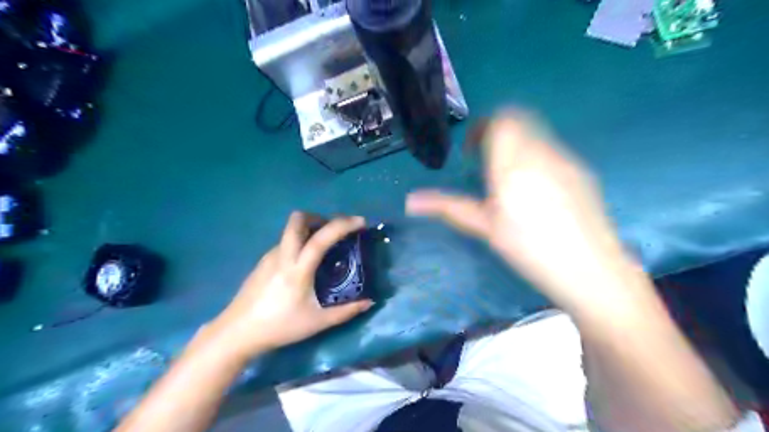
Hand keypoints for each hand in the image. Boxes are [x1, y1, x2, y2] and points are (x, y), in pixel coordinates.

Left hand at [208, 210, 374, 358]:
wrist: (236, 333)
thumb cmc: (279, 327)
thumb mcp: (317, 322)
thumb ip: (346, 312)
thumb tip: (370, 302)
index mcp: (297, 269)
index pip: (320, 239)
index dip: (342, 226)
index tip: (360, 223)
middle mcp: (282, 255)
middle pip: (298, 220)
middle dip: (321, 217)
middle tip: (336, 230)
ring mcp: (270, 256)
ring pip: (291, 229)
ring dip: (311, 228)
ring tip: (325, 246)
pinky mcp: (263, 261)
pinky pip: (286, 241)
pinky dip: (301, 240)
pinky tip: (306, 261)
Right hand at [408, 109, 643, 313]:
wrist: (591, 270)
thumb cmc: (529, 249)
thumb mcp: (484, 227)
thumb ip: (448, 207)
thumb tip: (410, 201)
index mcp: (513, 162)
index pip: (500, 120)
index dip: (482, 128)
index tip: (471, 153)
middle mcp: (541, 151)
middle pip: (518, 118)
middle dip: (497, 131)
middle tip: (486, 162)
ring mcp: (566, 159)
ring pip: (536, 132)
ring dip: (516, 142)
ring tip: (508, 178)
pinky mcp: (581, 170)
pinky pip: (552, 148)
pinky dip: (535, 154)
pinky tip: (536, 189)